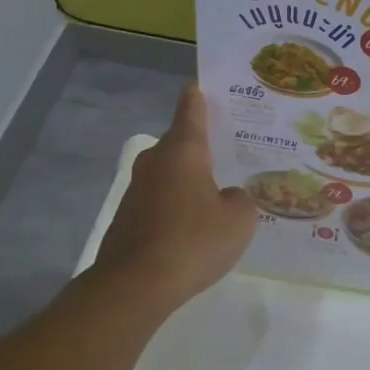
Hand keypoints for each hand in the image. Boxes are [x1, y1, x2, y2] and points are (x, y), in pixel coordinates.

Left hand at [92, 85, 256, 314]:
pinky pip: (161, 200)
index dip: (201, 96)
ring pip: (170, 173)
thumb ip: (241, 200)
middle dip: (204, 145)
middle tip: (234, 150)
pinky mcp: (128, 217)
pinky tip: (195, 226)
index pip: (191, 109)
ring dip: (191, 179)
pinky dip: (177, 205)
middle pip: (181, 143)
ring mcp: (137, 190)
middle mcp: (155, 161)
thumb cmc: (194, 240)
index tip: (207, 85)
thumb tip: (228, 197)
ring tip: (220, 192)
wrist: (136, 284)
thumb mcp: (239, 220)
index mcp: (183, 150)